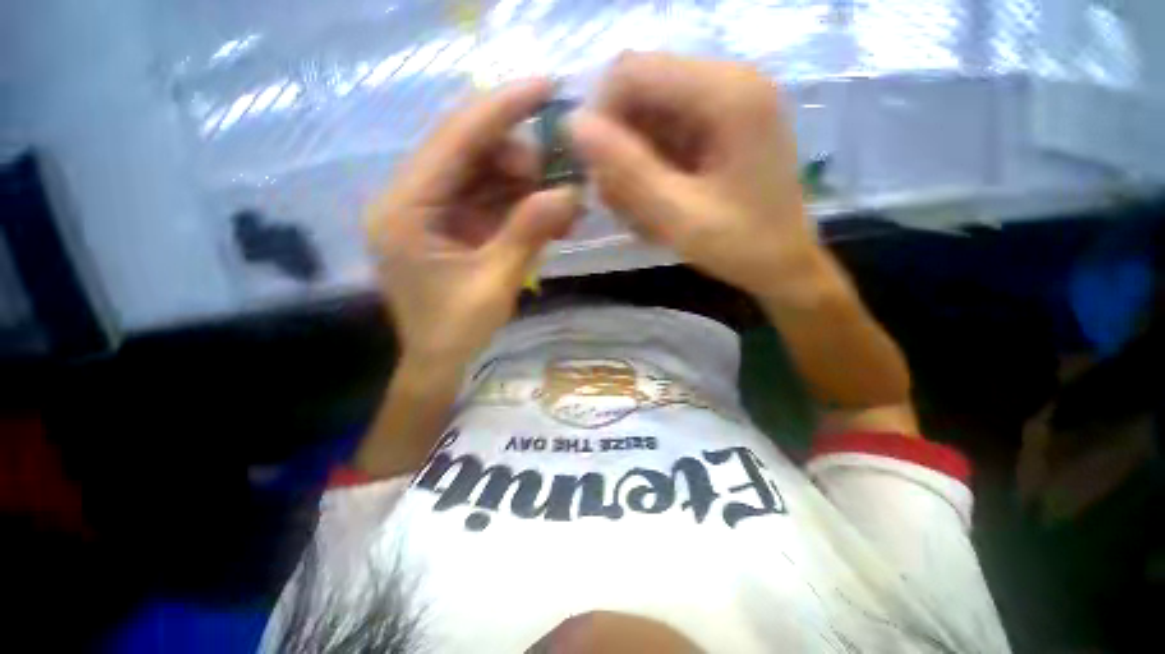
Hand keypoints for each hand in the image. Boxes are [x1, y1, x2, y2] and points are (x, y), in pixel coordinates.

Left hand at [366, 79, 579, 369]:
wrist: (439, 362)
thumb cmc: (456, 331)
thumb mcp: (495, 282)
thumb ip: (528, 233)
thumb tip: (569, 194)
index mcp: (405, 209)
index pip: (455, 140)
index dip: (501, 109)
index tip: (546, 85)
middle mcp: (410, 199)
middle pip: (469, 152)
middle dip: (521, 158)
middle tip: (563, 177)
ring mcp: (430, 211)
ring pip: (483, 176)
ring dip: (526, 184)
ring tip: (565, 204)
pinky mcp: (450, 225)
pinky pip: (489, 201)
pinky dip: (520, 205)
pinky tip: (550, 215)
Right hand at [568, 53, 825, 302]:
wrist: (784, 264)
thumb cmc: (741, 246)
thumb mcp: (679, 217)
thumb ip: (627, 172)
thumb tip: (573, 125)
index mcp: (728, 94)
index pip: (634, 72)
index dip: (601, 117)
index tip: (596, 172)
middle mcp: (728, 82)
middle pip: (641, 90)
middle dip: (618, 144)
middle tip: (617, 198)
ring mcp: (725, 102)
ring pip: (648, 114)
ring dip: (631, 160)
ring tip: (638, 208)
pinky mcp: (719, 125)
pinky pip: (664, 133)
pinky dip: (649, 166)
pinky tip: (654, 201)